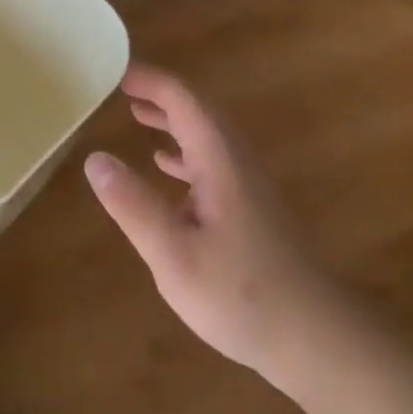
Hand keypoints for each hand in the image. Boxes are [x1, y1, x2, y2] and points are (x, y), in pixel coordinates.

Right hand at [84, 63, 342, 384]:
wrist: (318, 342)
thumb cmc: (242, 296)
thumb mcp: (174, 255)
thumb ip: (133, 205)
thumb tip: (94, 158)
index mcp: (220, 162)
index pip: (184, 100)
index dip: (151, 80)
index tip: (115, 71)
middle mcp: (237, 164)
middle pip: (199, 111)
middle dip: (160, 93)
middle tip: (120, 87)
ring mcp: (248, 188)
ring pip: (208, 136)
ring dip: (173, 119)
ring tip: (137, 113)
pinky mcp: (252, 211)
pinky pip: (213, 162)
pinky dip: (185, 151)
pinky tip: (167, 166)